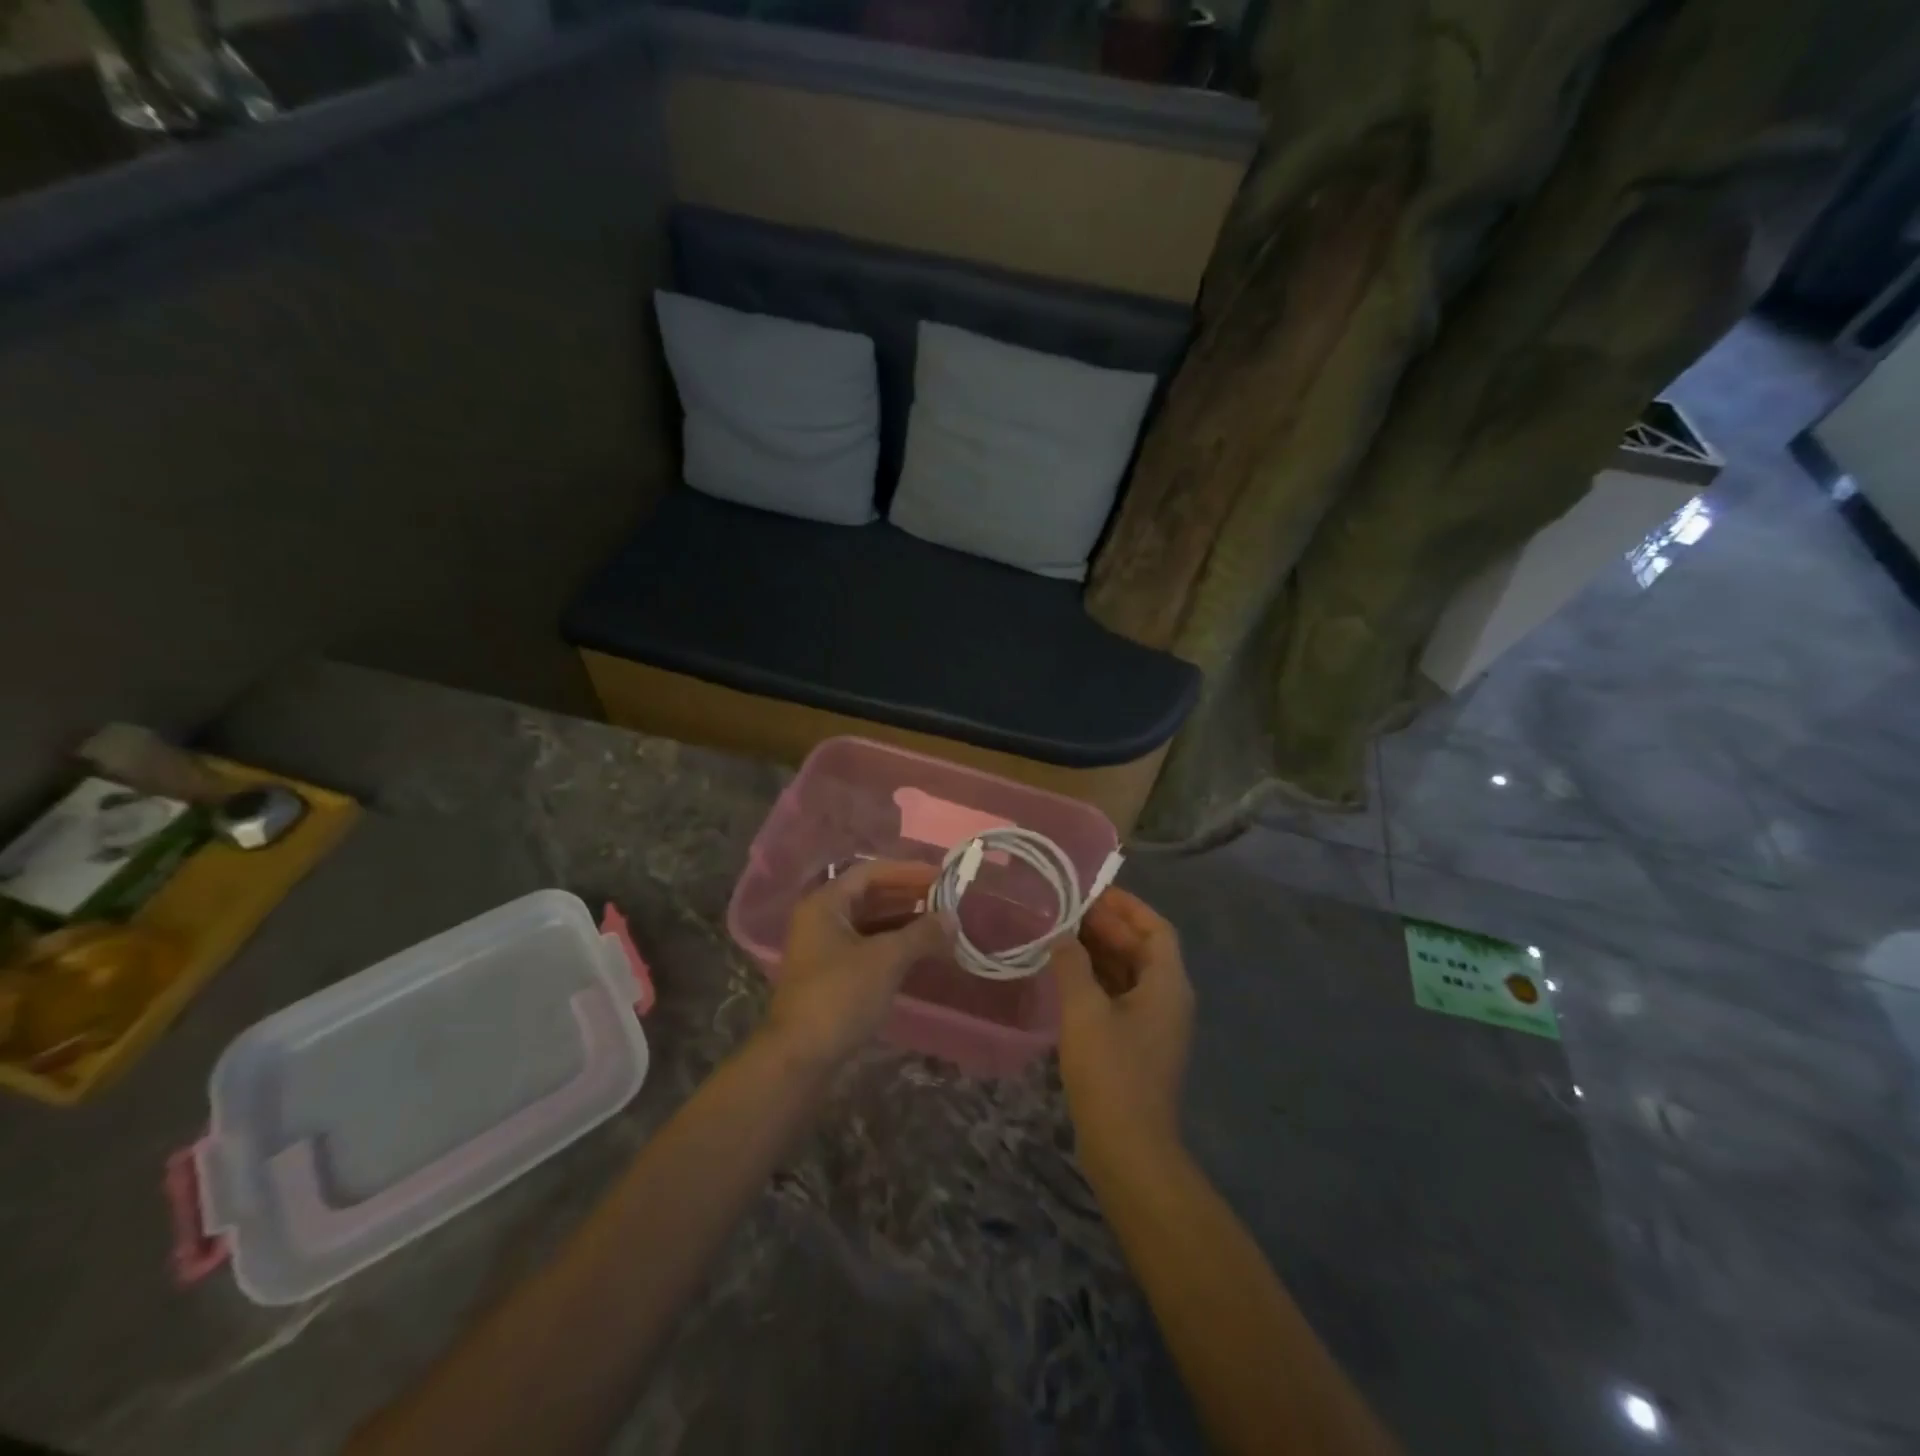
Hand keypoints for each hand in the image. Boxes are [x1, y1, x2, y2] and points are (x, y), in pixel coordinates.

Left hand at [764, 859, 944, 1067]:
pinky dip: (893, 945)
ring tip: (939, 925)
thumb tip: (952, 917)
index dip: (906, 872)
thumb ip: (921, 934)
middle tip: (945, 900)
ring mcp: (824, 949)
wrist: (800, 1057)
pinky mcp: (831, 976)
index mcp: (825, 903)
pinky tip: (919, 952)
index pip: (870, 872)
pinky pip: (867, 947)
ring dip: (903, 922)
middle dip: (908, 897)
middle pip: (869, 896)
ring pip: (870, 923)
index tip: (940, 877)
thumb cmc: (840, 996)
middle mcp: (821, 919)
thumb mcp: (886, 959)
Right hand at [1053, 887, 1192, 1157]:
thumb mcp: (1085, 1010)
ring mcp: (1153, 1025)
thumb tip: (1061, 935)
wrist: (1128, 1149)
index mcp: (1168, 984)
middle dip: (1107, 927)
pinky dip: (1095, 980)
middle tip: (1066, 910)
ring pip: (1128, 973)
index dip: (1127, 906)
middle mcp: (1167, 999)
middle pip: (1141, 949)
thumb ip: (1072, 964)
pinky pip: (1118, 997)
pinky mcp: (1136, 1045)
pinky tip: (1064, 976)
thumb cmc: (1111, 1072)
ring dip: (1099, 953)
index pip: (1155, 928)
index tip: (1092, 891)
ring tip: (1059, 934)